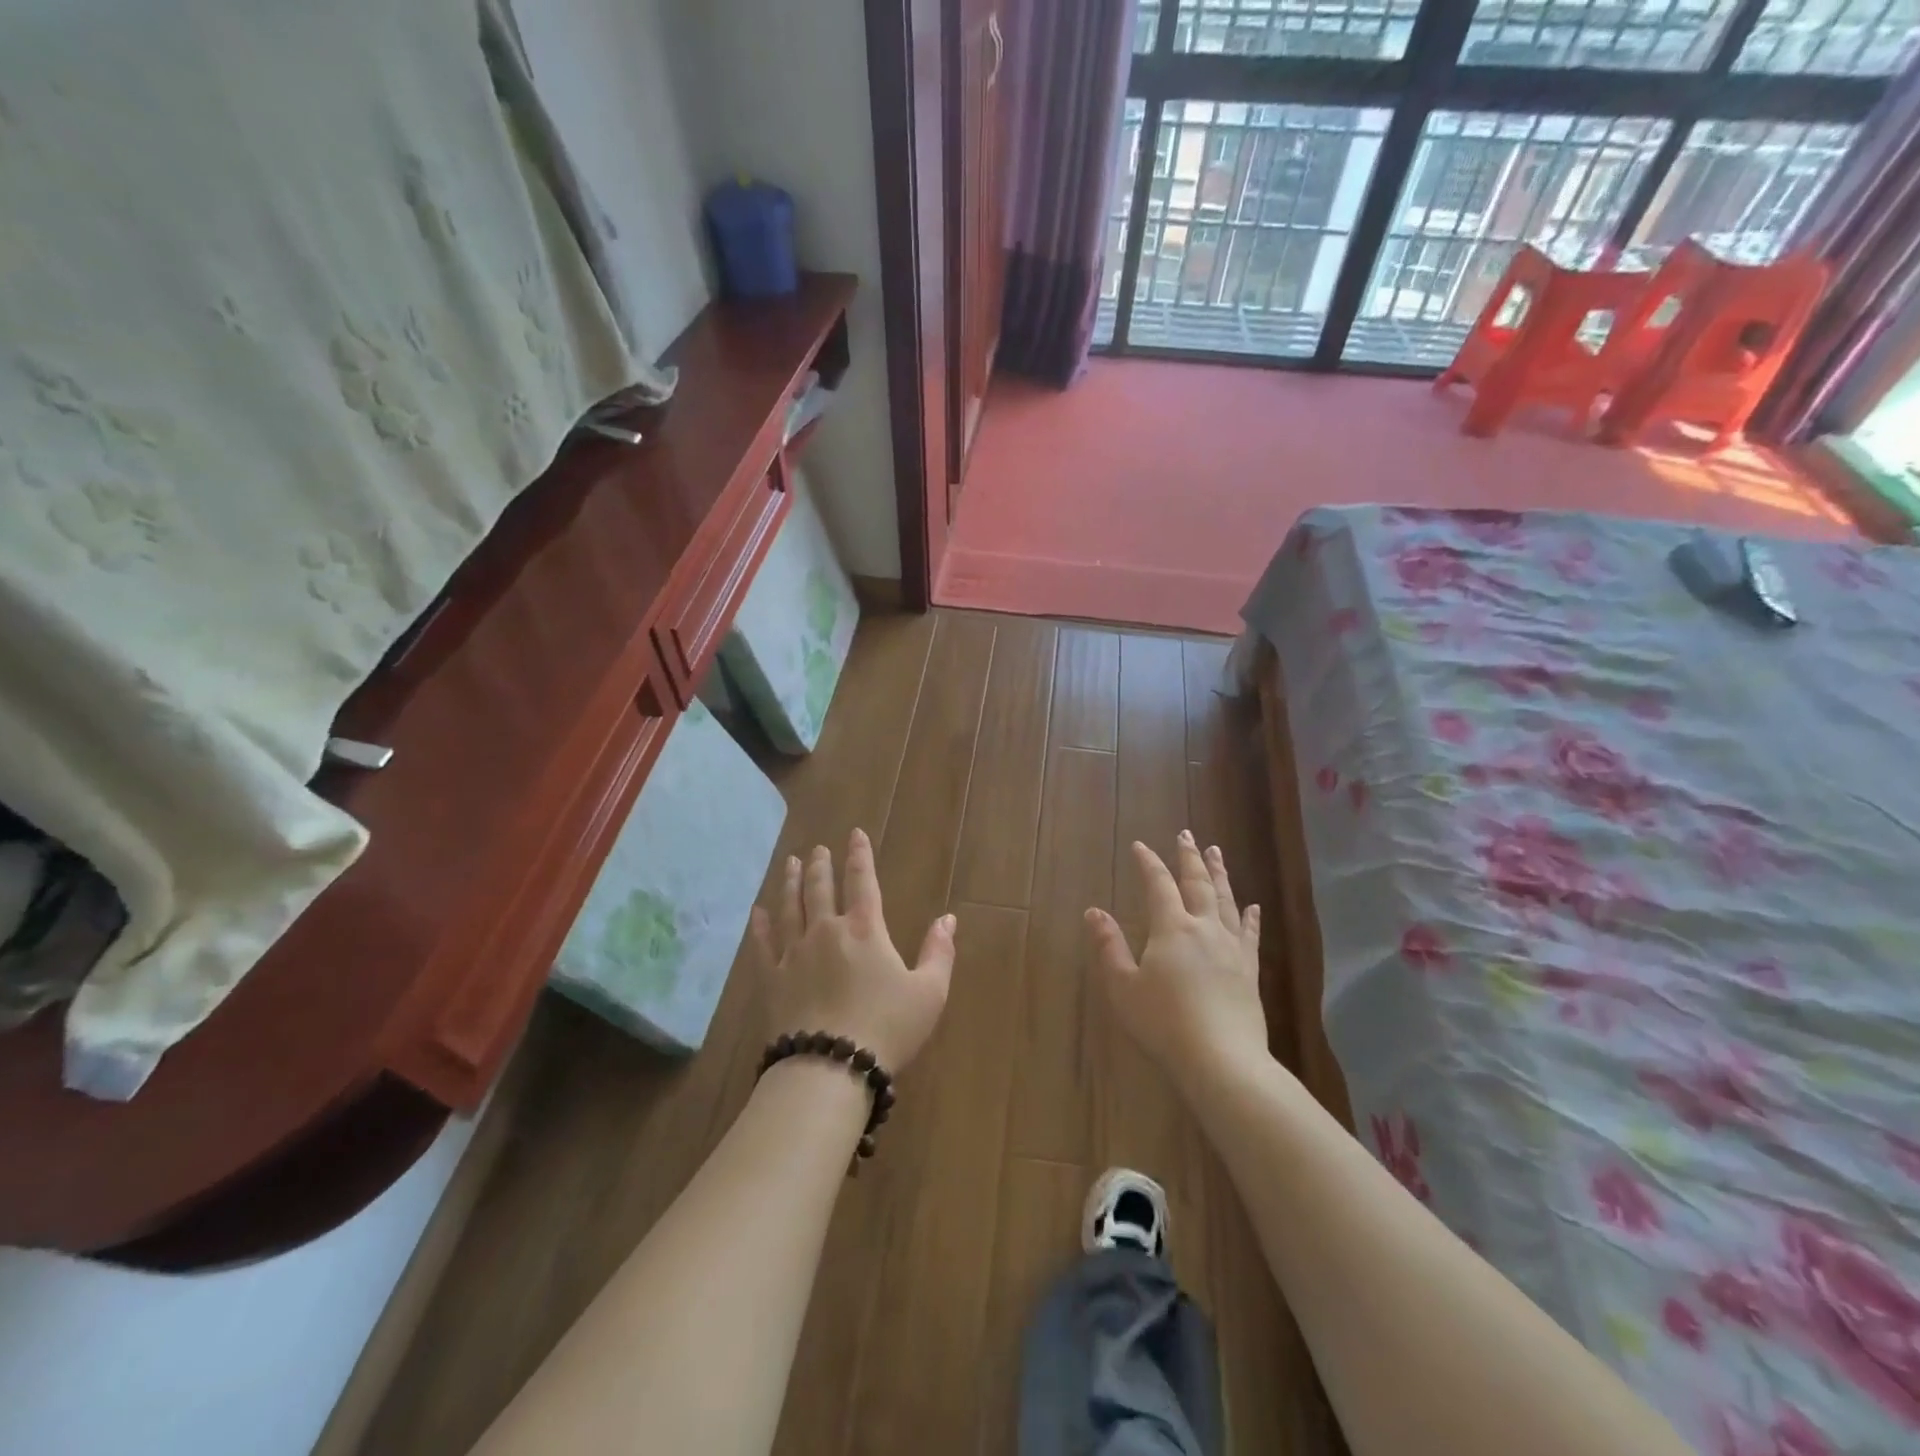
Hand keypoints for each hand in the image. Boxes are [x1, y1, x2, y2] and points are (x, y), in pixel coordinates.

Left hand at [750, 829, 954, 1072]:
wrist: (830, 1067)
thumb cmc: (887, 1028)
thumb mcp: (929, 992)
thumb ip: (939, 952)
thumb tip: (948, 919)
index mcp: (866, 929)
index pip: (863, 881)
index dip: (860, 856)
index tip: (854, 834)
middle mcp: (827, 931)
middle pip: (821, 889)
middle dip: (821, 866)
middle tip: (817, 849)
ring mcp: (794, 953)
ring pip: (790, 908)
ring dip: (791, 883)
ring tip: (792, 864)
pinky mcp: (772, 979)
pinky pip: (763, 944)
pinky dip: (760, 926)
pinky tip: (757, 912)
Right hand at [1085, 832, 1267, 1096]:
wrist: (1222, 1061)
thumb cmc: (1163, 1023)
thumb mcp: (1123, 987)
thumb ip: (1109, 947)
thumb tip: (1094, 912)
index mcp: (1171, 928)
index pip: (1158, 885)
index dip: (1149, 863)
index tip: (1141, 845)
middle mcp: (1204, 928)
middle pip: (1198, 883)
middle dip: (1190, 857)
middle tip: (1187, 834)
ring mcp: (1231, 948)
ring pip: (1226, 900)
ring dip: (1220, 874)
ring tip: (1216, 853)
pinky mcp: (1249, 971)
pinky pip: (1250, 934)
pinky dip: (1250, 917)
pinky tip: (1253, 907)